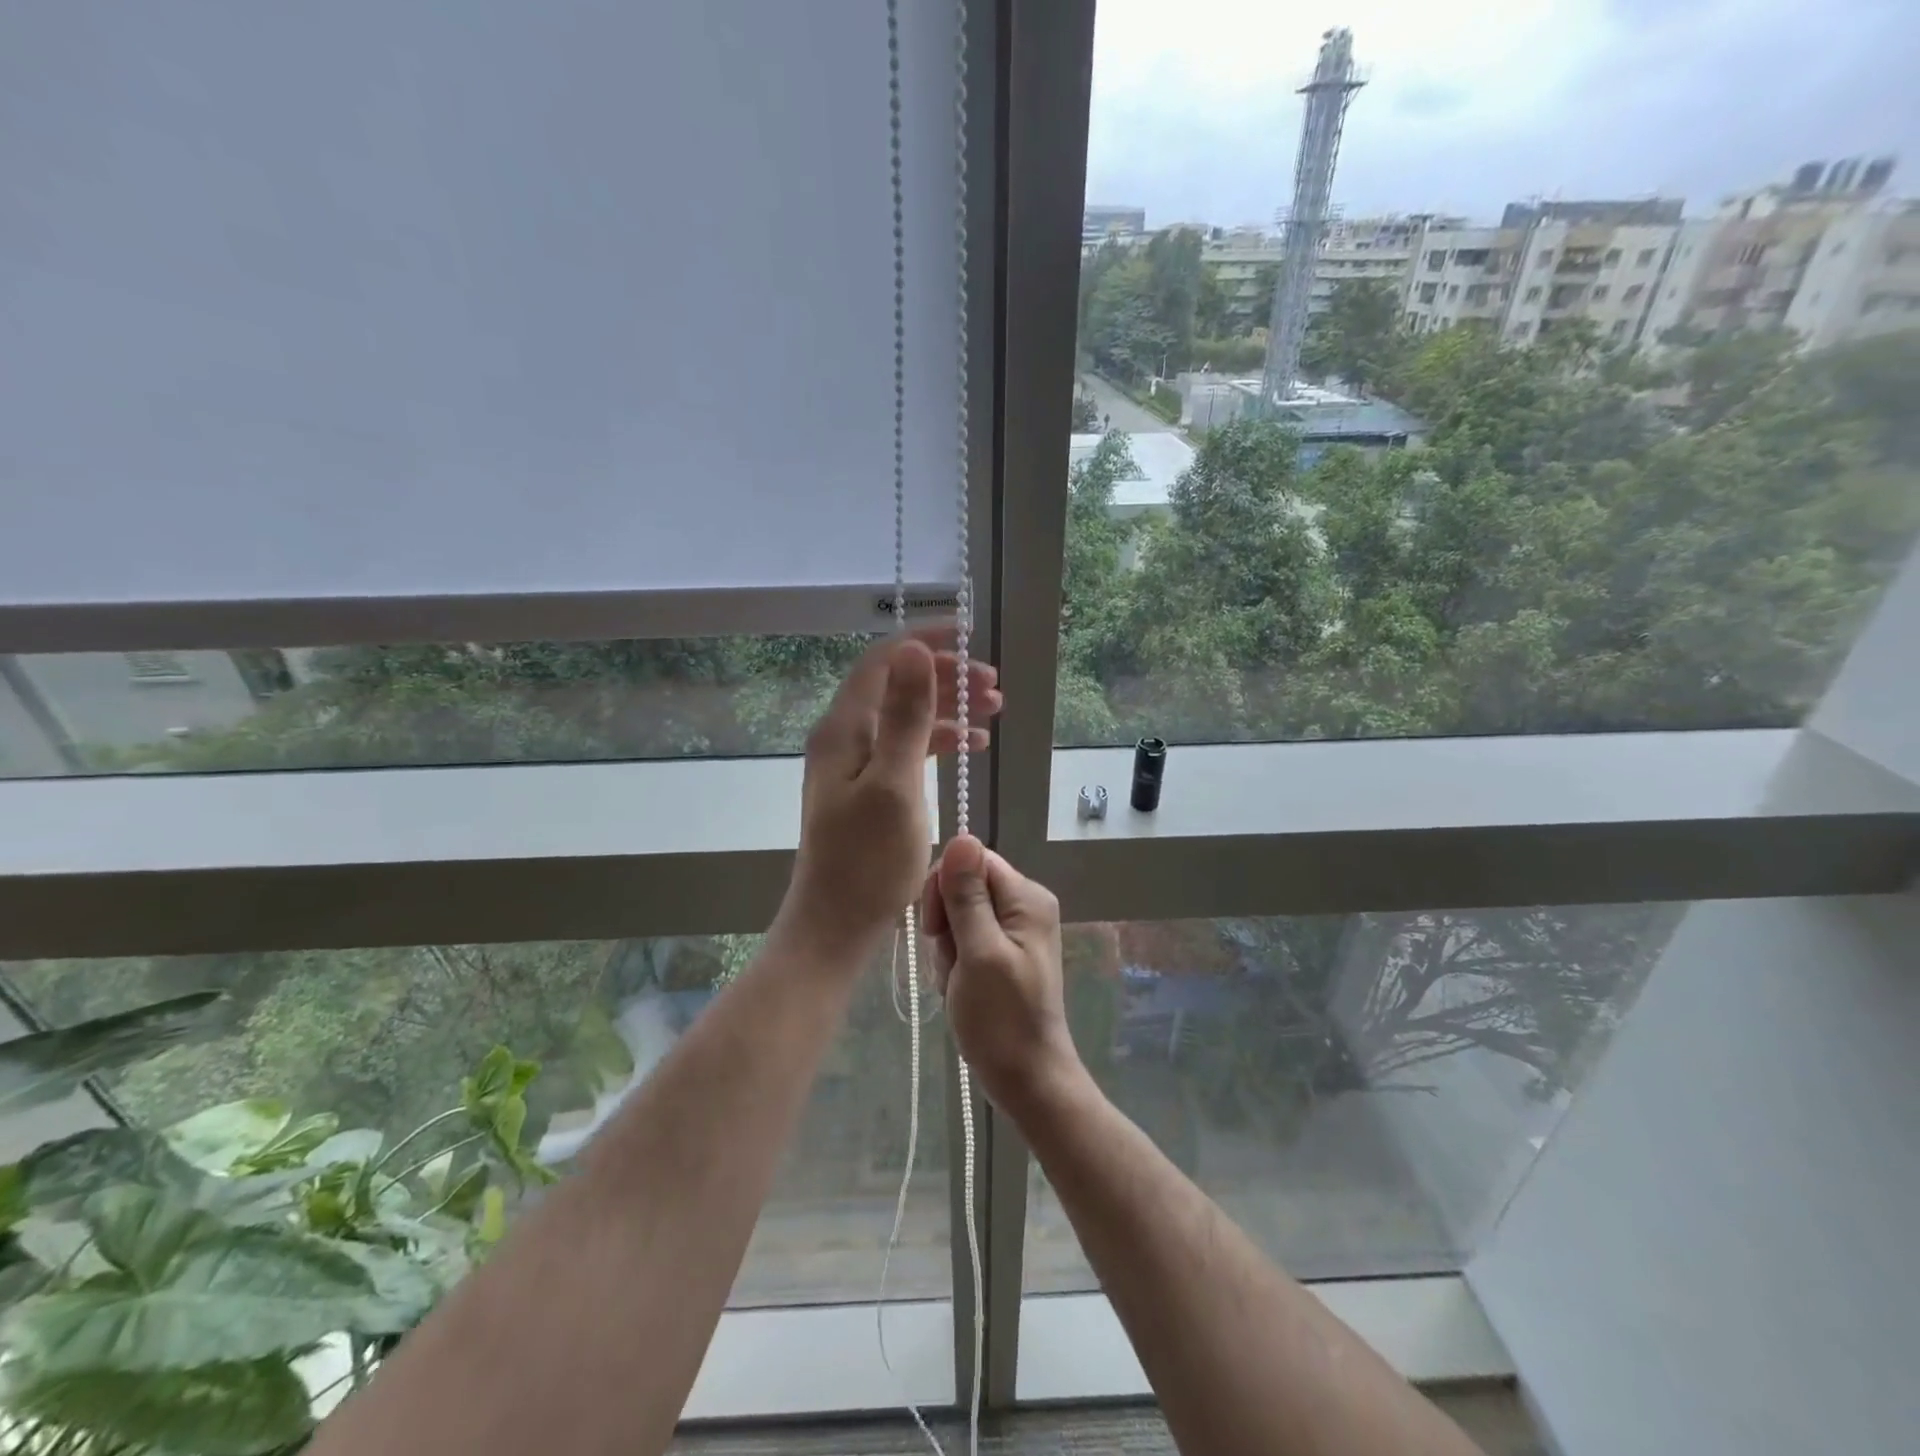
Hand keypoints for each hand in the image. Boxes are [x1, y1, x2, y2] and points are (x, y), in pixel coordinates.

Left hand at [776, 629, 1000, 961]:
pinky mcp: (867, 788)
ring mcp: (854, 763)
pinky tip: (971, 747)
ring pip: (906, 717)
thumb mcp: (894, 783)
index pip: (884, 661)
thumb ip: (905, 715)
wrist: (836, 924)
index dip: (927, 641)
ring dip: (948, 708)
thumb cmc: (868, 860)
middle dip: (946, 677)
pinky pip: (907, 748)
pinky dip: (939, 741)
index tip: (972, 639)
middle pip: (897, 685)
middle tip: (994, 685)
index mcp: (844, 728)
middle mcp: (844, 736)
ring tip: (994, 712)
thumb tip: (913, 649)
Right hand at [923, 835, 1080, 1108]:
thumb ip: (967, 895)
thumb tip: (961, 836)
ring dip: (947, 947)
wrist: (1025, 1079)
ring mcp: (1014, 930)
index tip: (936, 928)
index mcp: (1026, 897)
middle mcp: (1024, 905)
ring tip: (956, 980)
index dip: (946, 887)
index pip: (972, 861)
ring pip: (958, 914)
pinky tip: (958, 987)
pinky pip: (964, 938)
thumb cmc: (1003, 1019)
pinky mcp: (1001, 952)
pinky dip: (954, 961)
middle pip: (964, 886)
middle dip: (945, 922)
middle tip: (951, 961)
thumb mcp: (979, 952)